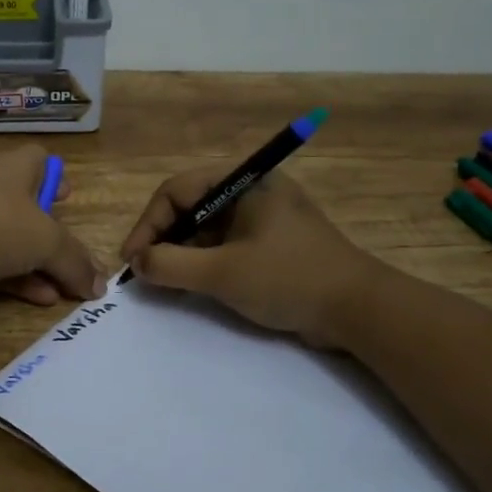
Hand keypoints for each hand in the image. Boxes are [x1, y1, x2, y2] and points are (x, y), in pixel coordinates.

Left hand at [0, 146, 103, 307]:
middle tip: (70, 258)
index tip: (68, 199)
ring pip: (7, 241)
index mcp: (12, 169)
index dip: (55, 176)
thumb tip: (100, 285)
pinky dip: (13, 280)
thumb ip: (76, 262)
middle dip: (49, 233)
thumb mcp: (47, 241)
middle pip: (24, 205)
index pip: (37, 159)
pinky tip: (38, 300)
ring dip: (36, 265)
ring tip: (63, 291)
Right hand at [119, 168, 377, 347]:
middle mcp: (252, 191)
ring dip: (181, 253)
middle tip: (145, 273)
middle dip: (163, 239)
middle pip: (190, 207)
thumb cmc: (288, 279)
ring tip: (164, 283)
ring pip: (206, 229)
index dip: (148, 225)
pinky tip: (191, 285)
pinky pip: (225, 245)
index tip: (132, 260)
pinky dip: (204, 262)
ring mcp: (264, 218)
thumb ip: (171, 266)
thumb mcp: (221, 273)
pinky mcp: (272, 243)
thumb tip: (137, 263)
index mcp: (244, 182)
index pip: (177, 191)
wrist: (359, 309)